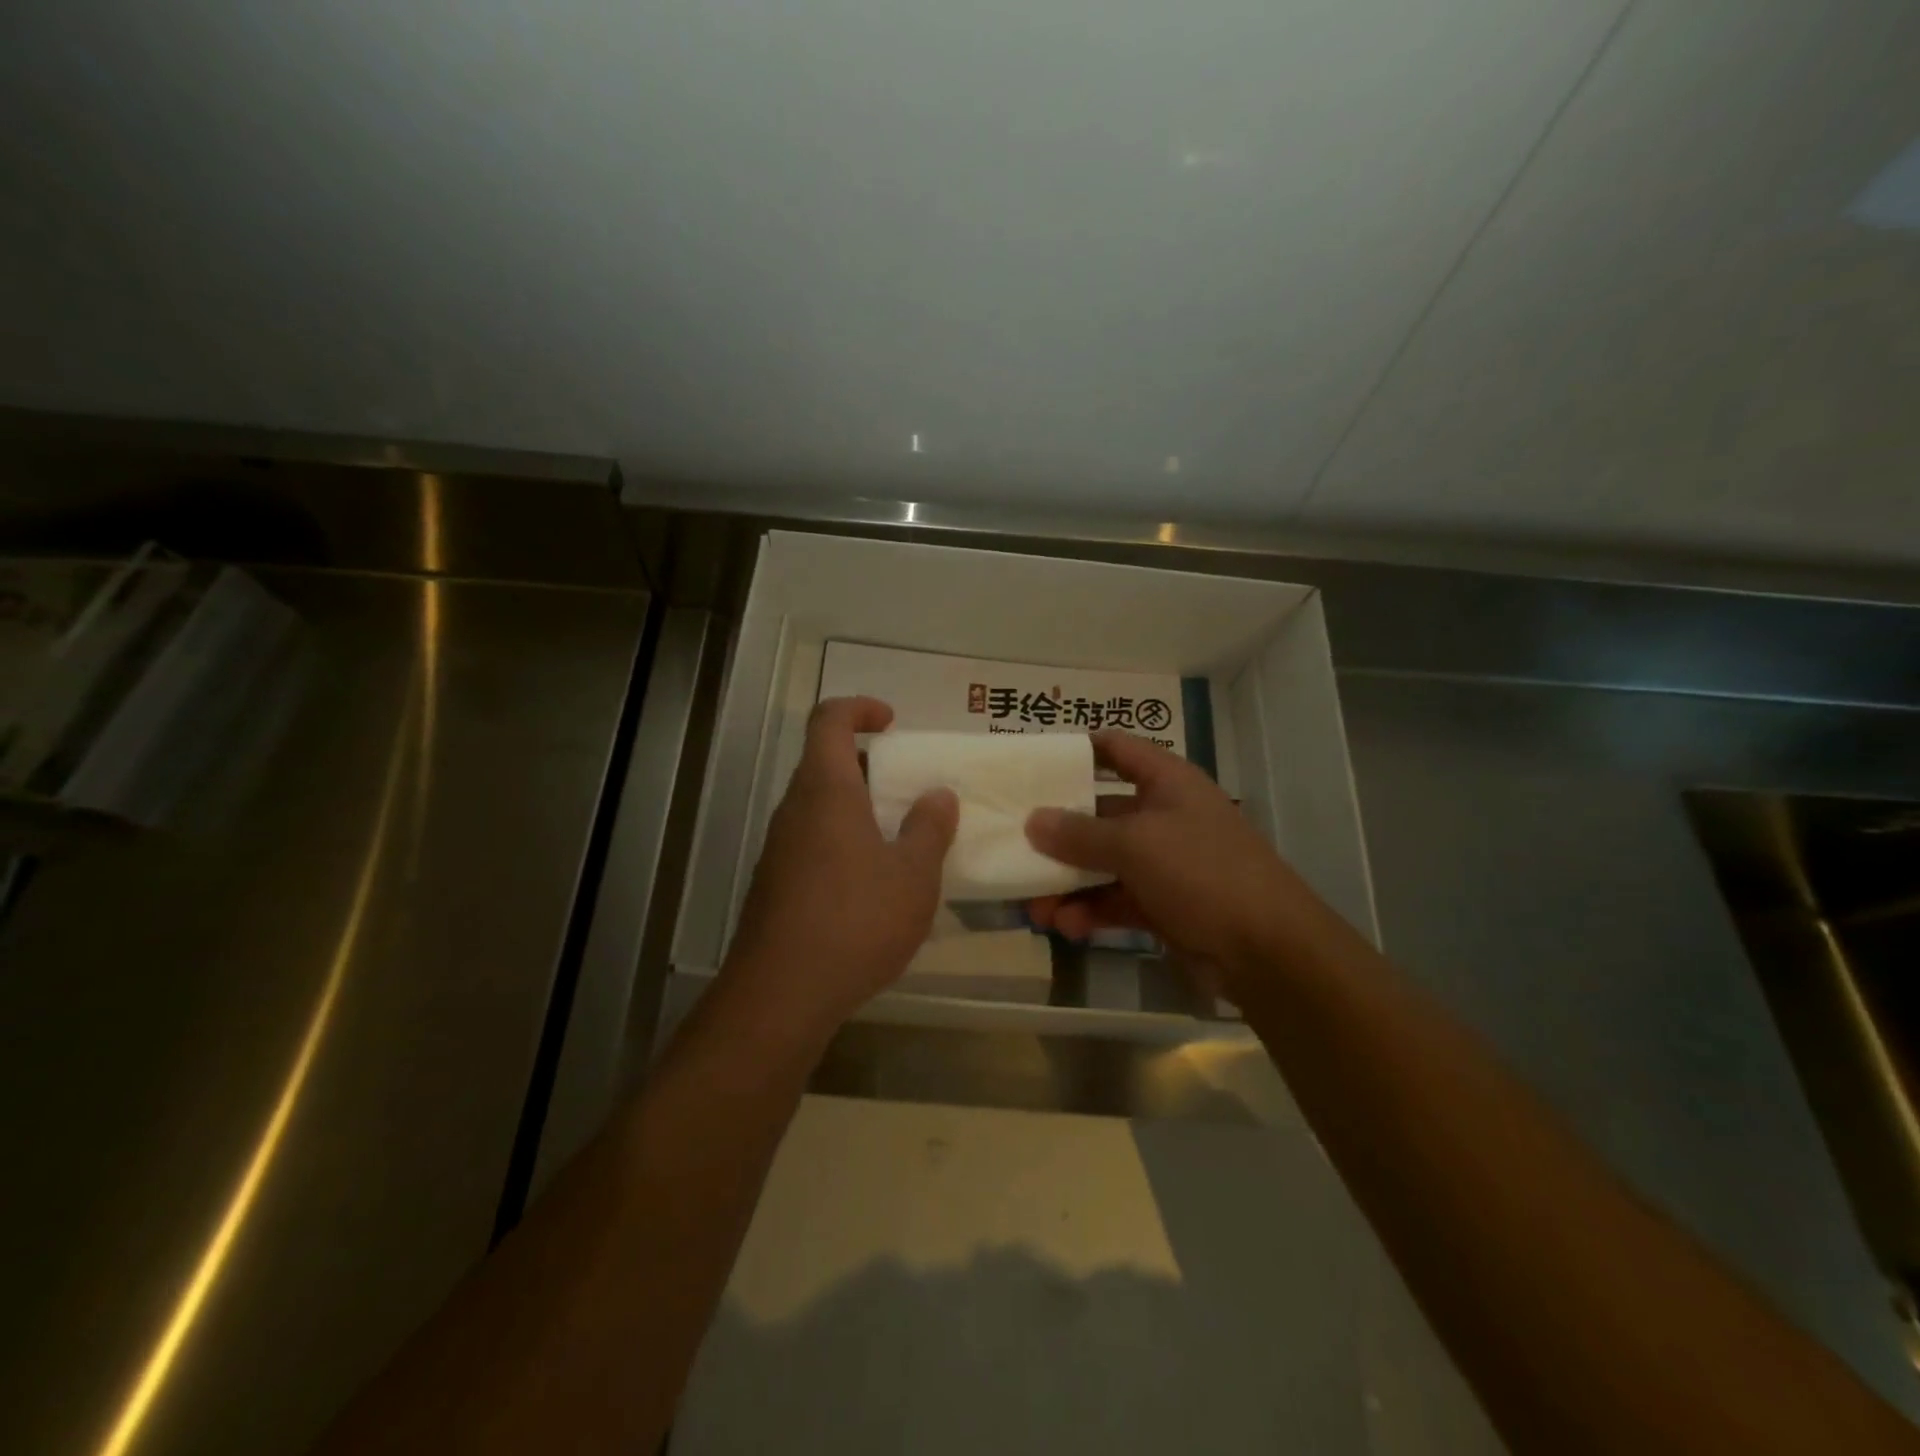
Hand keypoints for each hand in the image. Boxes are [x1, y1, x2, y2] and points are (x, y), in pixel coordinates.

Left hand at [724, 697, 958, 1038]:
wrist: (781, 995)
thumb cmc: (856, 920)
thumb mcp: (913, 874)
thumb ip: (929, 828)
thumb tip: (938, 795)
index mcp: (826, 790)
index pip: (829, 720)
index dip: (859, 708)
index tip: (892, 723)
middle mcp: (794, 810)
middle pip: (824, 763)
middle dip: (868, 764)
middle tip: (908, 787)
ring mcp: (779, 848)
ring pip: (818, 806)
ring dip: (857, 807)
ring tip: (900, 838)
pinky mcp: (775, 885)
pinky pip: (812, 842)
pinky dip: (843, 842)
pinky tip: (872, 885)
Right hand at [1025, 731, 1361, 1001]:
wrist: (1268, 950)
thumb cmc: (1203, 872)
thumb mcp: (1136, 844)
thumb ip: (1079, 833)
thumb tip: (1031, 820)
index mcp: (1167, 782)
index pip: (1117, 749)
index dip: (1078, 751)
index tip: (1034, 763)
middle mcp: (1164, 816)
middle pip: (1099, 813)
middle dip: (1058, 834)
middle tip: (1015, 847)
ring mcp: (1164, 863)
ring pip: (1102, 864)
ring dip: (1068, 884)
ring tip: (1035, 907)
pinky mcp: (1163, 905)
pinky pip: (1115, 900)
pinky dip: (1090, 912)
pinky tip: (1067, 927)